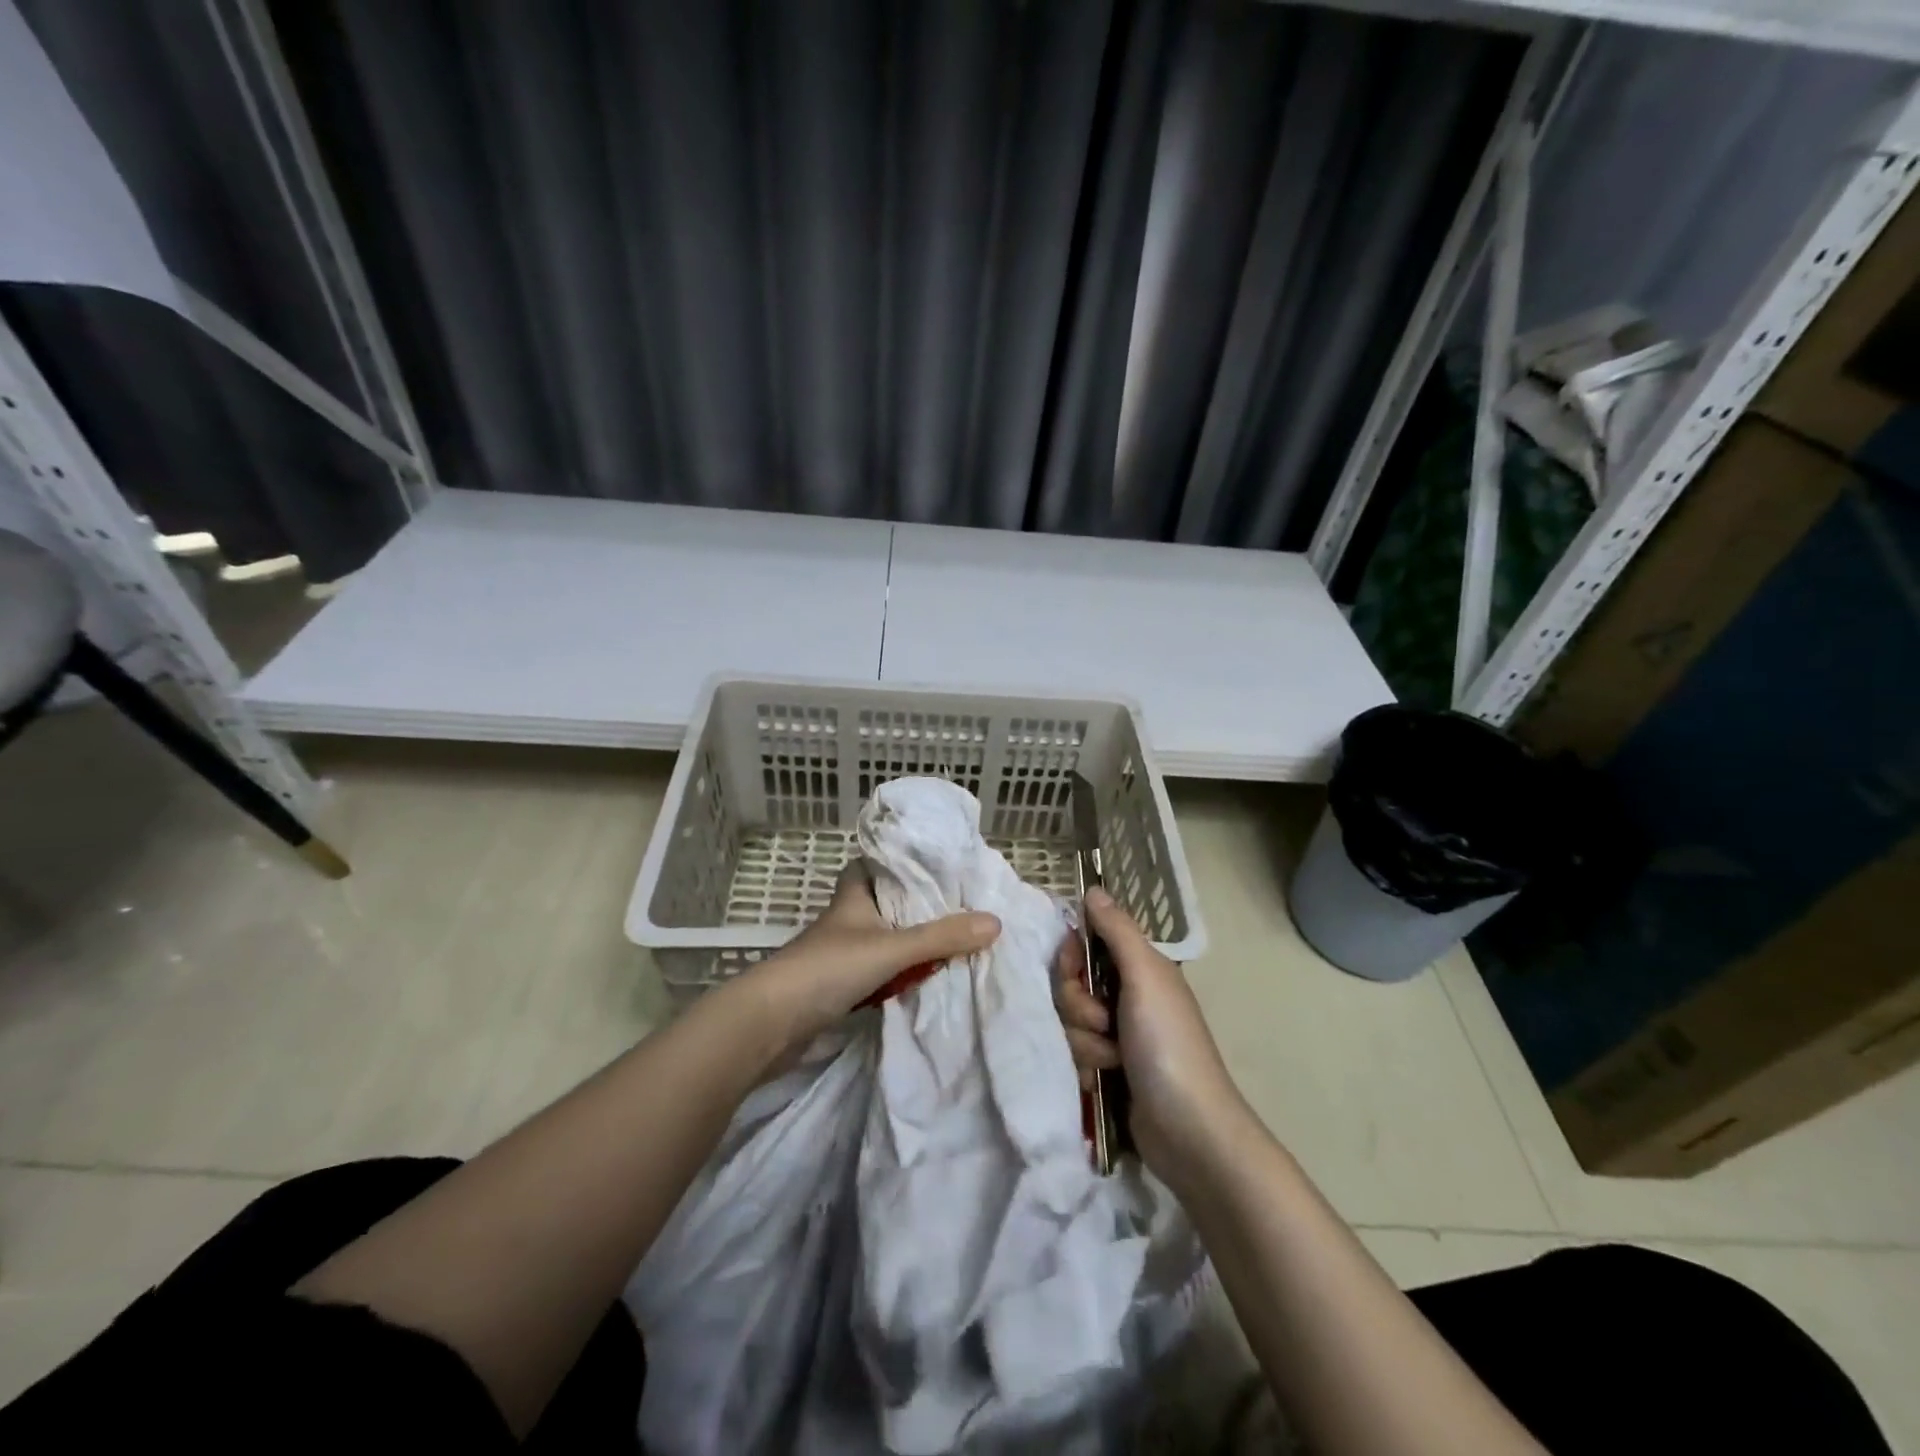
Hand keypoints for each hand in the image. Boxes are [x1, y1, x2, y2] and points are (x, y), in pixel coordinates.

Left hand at [745, 864, 999, 1050]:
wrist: (769, 1024)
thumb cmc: (827, 969)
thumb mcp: (892, 948)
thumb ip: (941, 937)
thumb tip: (995, 921)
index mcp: (853, 897)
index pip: (873, 864)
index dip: (899, 861)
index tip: (934, 864)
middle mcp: (846, 921)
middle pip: (883, 904)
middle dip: (914, 907)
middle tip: (955, 907)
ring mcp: (838, 956)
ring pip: (881, 940)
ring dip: (908, 944)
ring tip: (950, 943)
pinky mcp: (836, 988)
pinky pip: (876, 973)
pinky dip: (897, 976)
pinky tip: (922, 981)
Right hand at [1054, 887, 1250, 1186]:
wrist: (1187, 1130)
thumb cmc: (1168, 1044)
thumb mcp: (1145, 977)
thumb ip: (1117, 931)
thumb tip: (1093, 888)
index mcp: (1139, 969)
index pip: (1085, 945)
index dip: (1072, 957)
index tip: (1074, 971)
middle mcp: (1127, 997)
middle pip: (1071, 986)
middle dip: (1079, 1006)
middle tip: (1103, 1023)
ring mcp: (1117, 1036)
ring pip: (1069, 1022)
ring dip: (1084, 1042)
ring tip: (1111, 1060)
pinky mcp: (1108, 1070)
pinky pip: (1074, 1053)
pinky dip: (1085, 1066)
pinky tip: (1102, 1081)